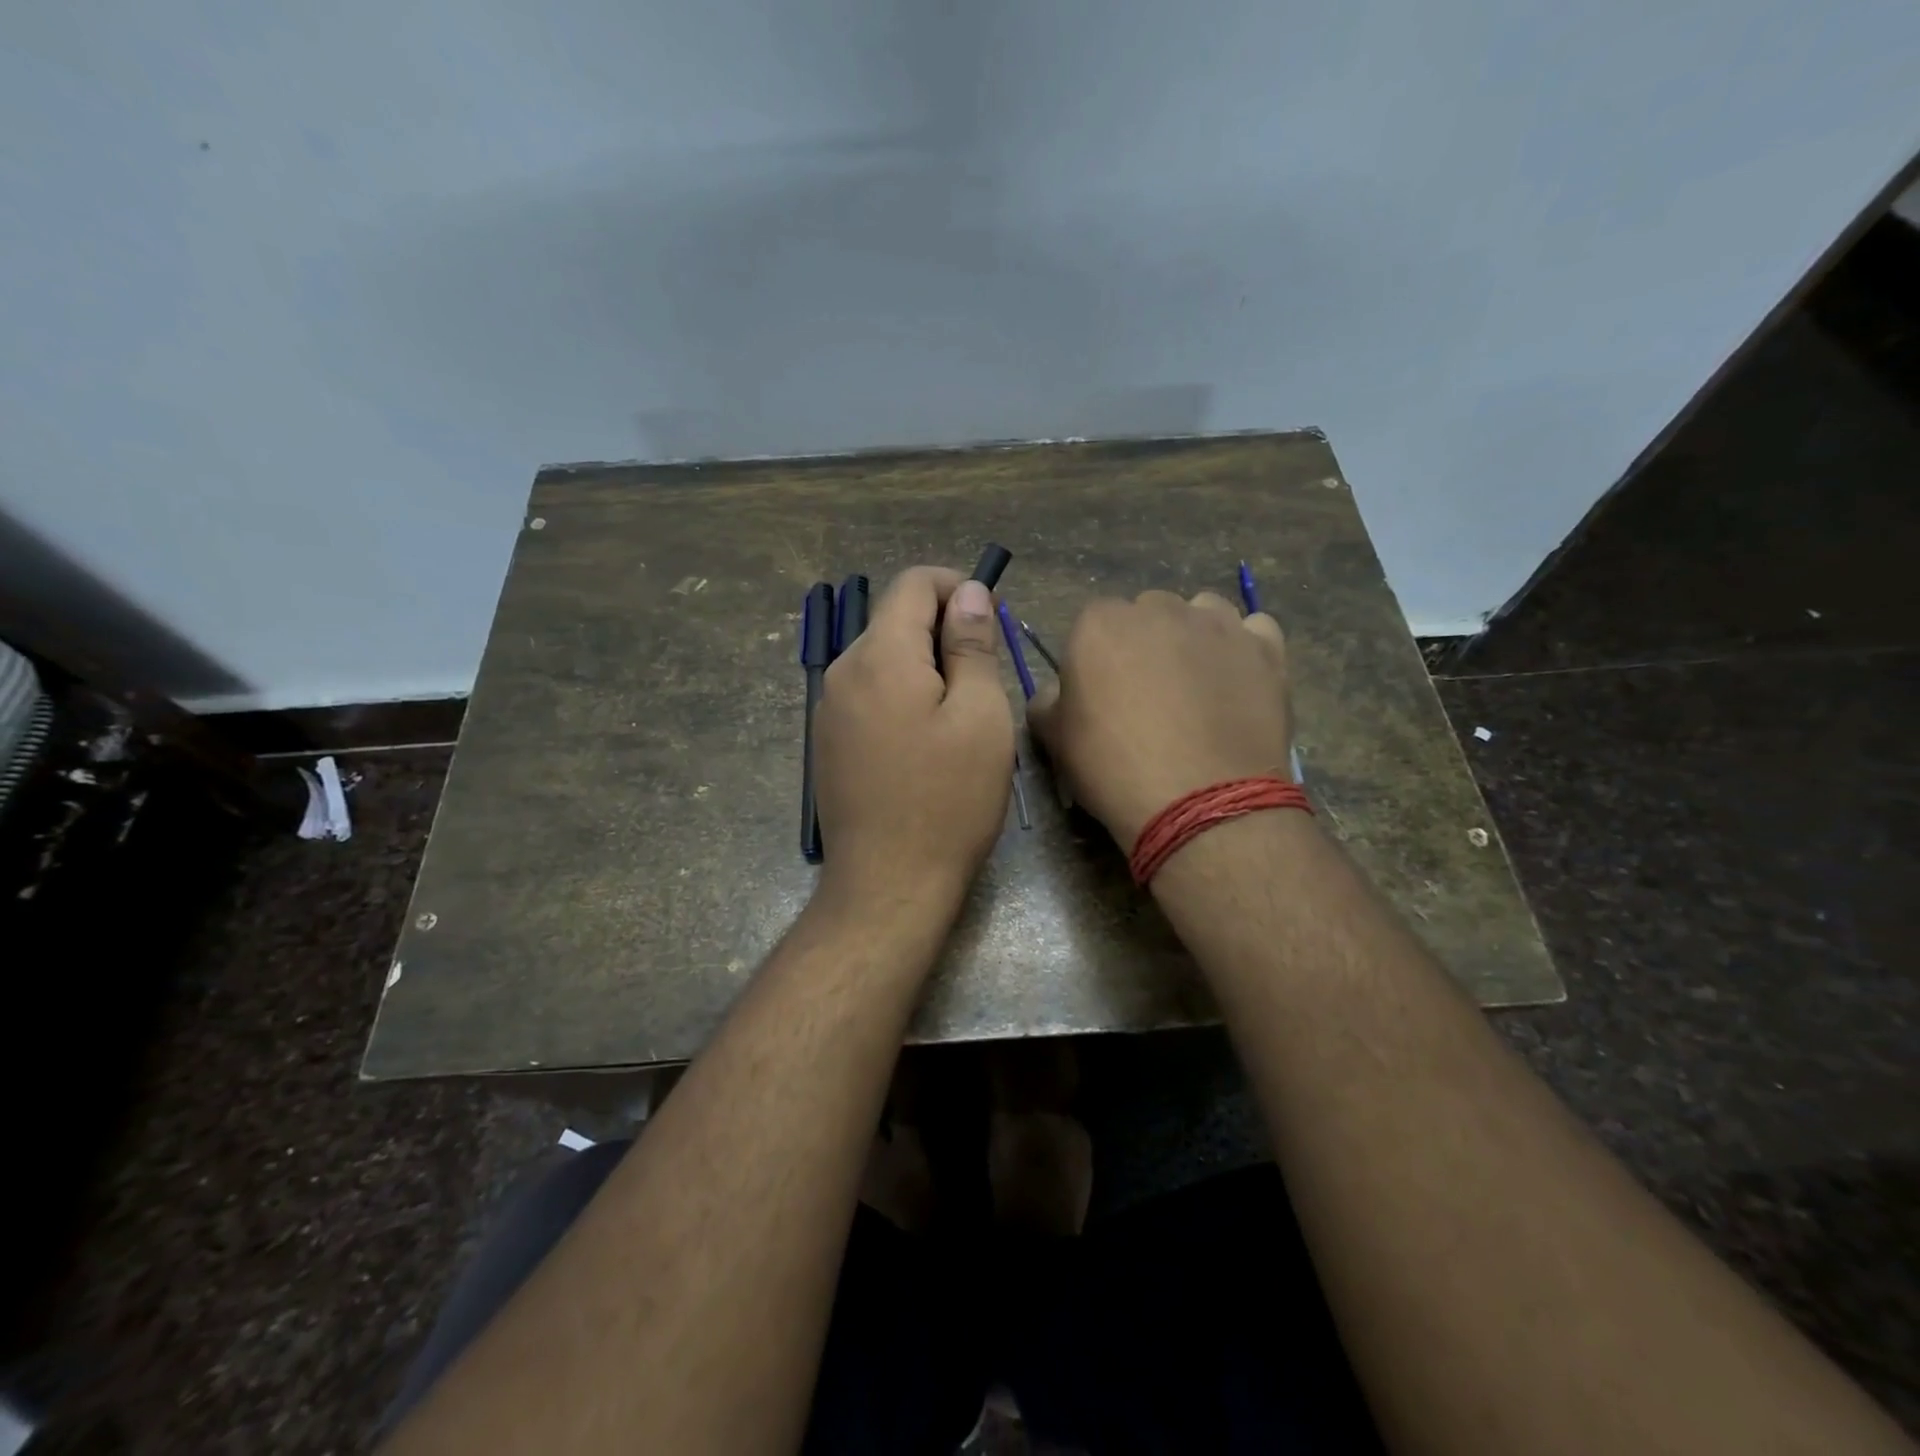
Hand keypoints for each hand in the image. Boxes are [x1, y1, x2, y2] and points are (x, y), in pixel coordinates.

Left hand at [813, 567, 1014, 912]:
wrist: (888, 885)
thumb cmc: (948, 801)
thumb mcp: (980, 716)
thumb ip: (971, 646)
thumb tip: (969, 594)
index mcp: (880, 656)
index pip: (913, 583)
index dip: (957, 587)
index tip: (990, 622)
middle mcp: (843, 672)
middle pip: (895, 620)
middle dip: (944, 631)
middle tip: (986, 678)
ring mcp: (829, 710)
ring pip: (883, 659)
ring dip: (926, 667)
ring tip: (962, 716)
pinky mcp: (830, 742)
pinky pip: (870, 695)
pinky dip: (904, 696)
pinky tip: (927, 743)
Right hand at [1028, 591, 1291, 849]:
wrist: (1200, 802)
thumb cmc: (1114, 768)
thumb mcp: (1055, 740)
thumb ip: (1047, 702)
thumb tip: (1056, 694)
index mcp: (1100, 624)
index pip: (1093, 624)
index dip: (1096, 660)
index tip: (1102, 695)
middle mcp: (1160, 609)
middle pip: (1148, 613)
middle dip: (1146, 643)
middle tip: (1149, 694)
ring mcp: (1219, 625)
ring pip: (1202, 613)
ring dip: (1195, 637)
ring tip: (1196, 686)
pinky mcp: (1266, 649)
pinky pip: (1254, 630)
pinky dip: (1244, 649)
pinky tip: (1238, 681)